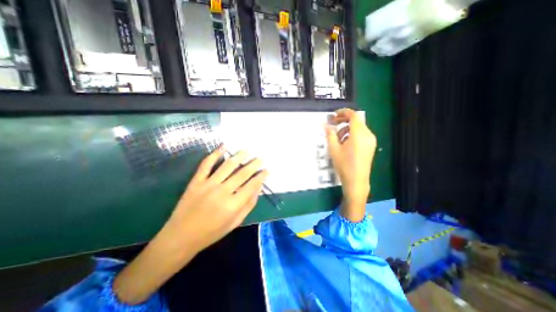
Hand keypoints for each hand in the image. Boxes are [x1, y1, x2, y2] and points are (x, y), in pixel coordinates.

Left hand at [164, 146, 268, 252]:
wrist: (181, 237)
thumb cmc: (212, 232)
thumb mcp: (235, 222)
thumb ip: (249, 205)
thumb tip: (259, 188)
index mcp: (233, 205)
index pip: (252, 185)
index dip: (261, 176)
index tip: (267, 170)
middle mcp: (222, 192)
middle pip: (242, 173)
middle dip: (254, 164)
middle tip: (260, 158)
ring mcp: (208, 184)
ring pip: (227, 166)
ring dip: (239, 156)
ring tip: (247, 150)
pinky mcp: (196, 181)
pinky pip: (206, 164)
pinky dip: (215, 154)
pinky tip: (223, 146)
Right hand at [326, 108, 376, 219]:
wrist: (356, 181)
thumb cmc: (344, 165)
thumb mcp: (334, 149)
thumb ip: (329, 134)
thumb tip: (324, 124)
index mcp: (359, 134)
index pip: (353, 115)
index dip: (343, 112)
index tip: (333, 115)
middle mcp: (368, 135)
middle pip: (356, 121)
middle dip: (343, 121)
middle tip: (332, 125)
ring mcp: (371, 140)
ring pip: (358, 128)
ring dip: (346, 129)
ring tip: (337, 139)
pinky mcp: (370, 146)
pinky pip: (361, 135)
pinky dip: (352, 135)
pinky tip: (344, 144)